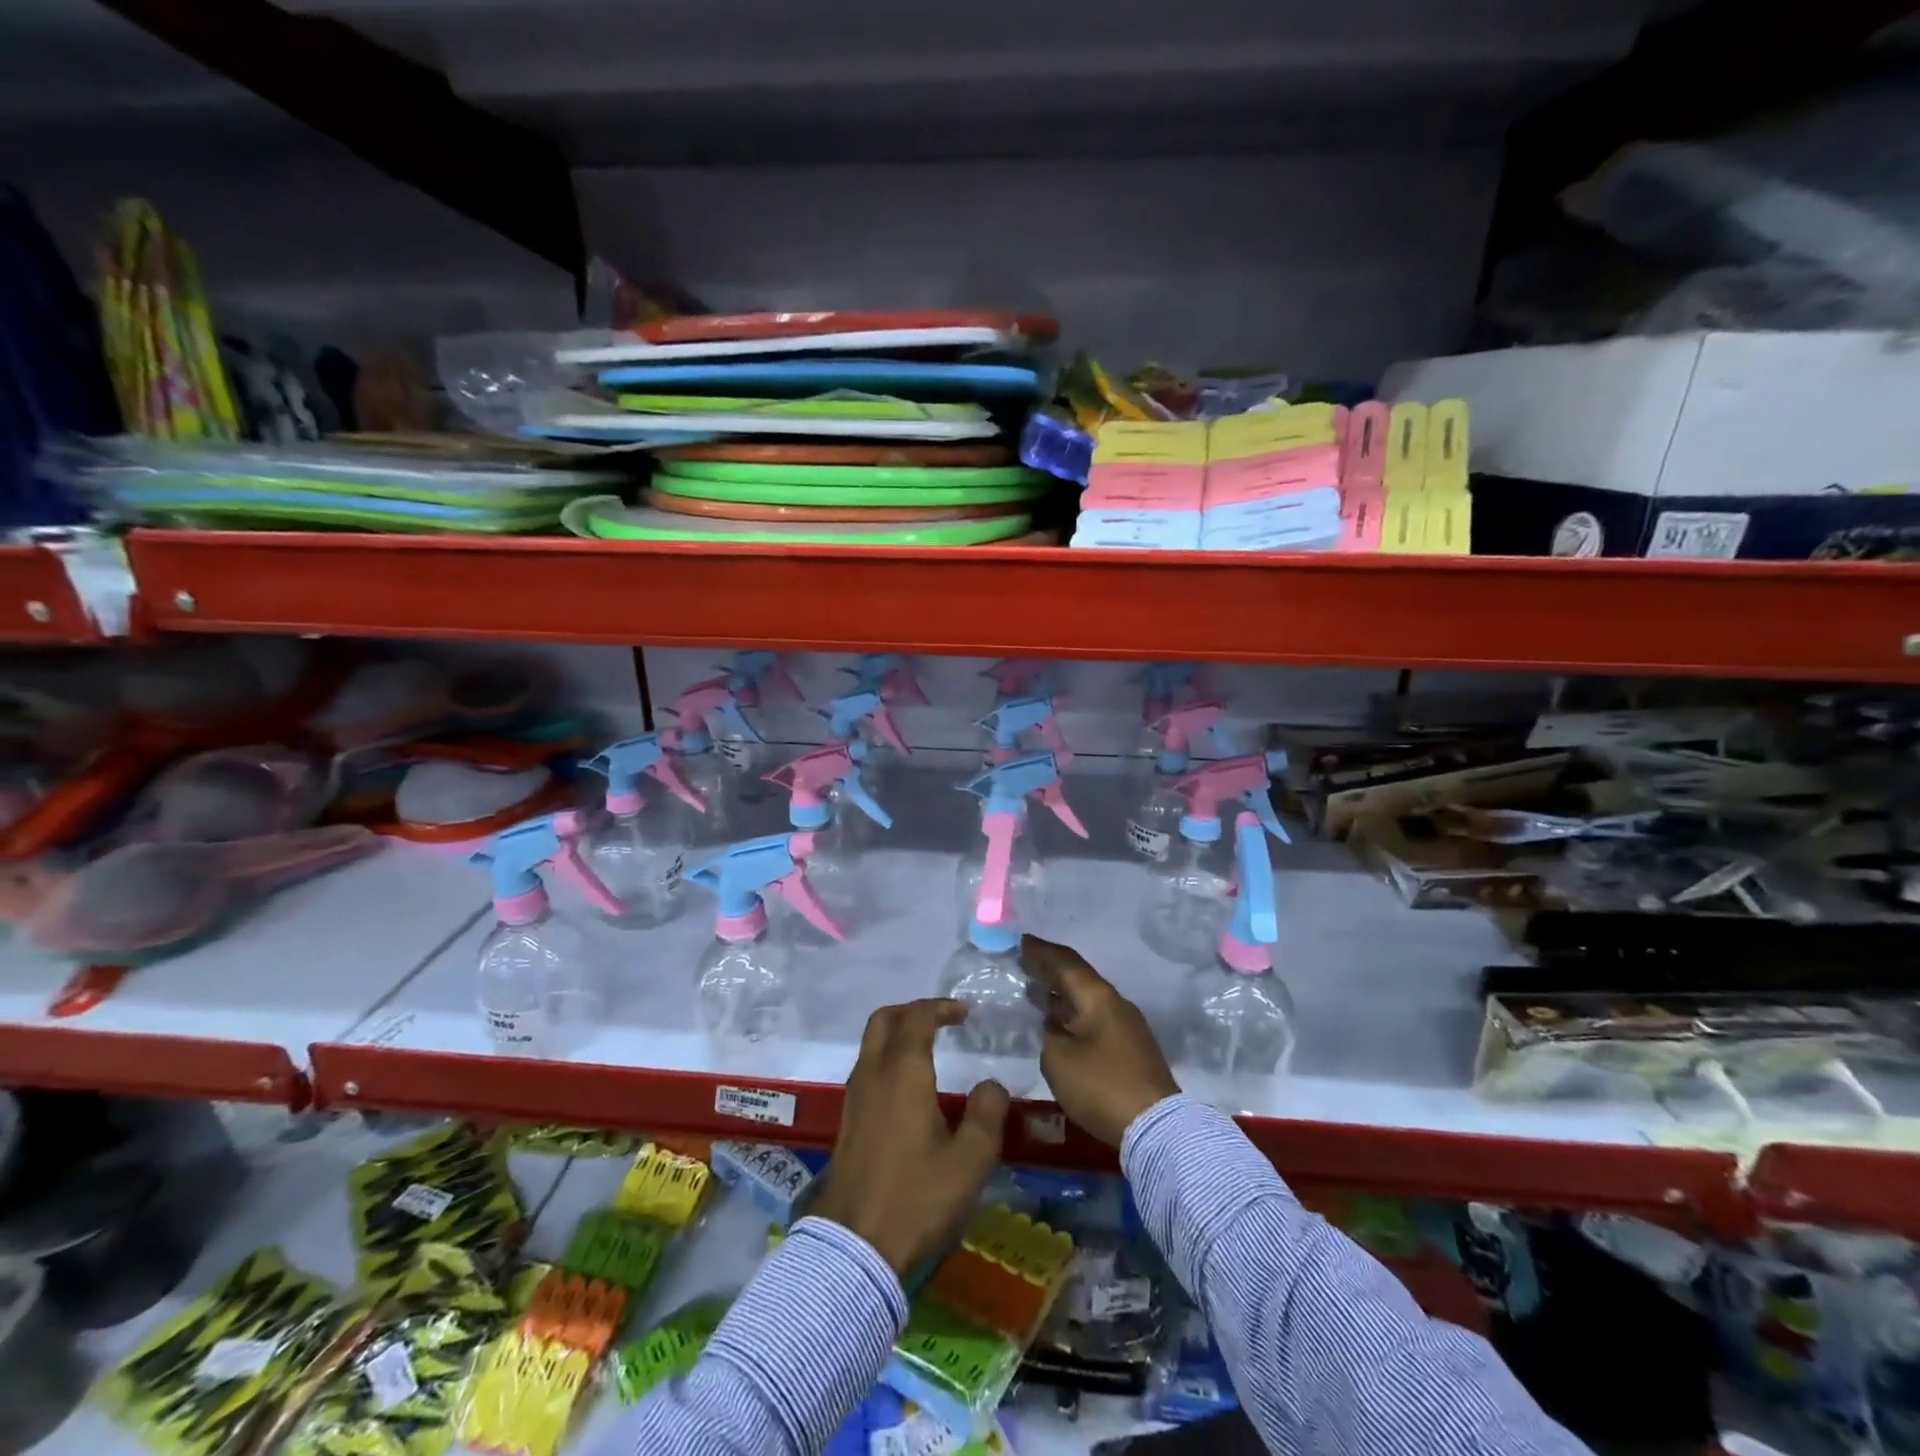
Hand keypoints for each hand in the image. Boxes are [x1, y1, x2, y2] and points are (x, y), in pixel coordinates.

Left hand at [810, 998, 1008, 1276]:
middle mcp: (873, 1074)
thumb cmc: (916, 1197)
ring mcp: (855, 1097)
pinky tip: (910, 1086)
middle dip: (912, 1011)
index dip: (941, 1007)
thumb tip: (992, 1085)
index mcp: (903, 1072)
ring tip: (929, 1048)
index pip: (917, 1018)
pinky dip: (888, 1057)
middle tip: (942, 1020)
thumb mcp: (969, 1161)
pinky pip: (867, 1067)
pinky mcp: (848, 1120)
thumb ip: (987, 1115)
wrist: (854, 1246)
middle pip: (884, 1019)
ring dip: (898, 1033)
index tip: (964, 1012)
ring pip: (871, 1043)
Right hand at [1025, 935, 1179, 1146]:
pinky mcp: (1131, 1049)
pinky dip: (1073, 1015)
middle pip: (1079, 979)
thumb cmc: (1101, 1086)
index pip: (1066, 963)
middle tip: (1026, 964)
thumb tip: (1056, 1028)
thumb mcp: (1058, 1059)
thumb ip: (1050, 1035)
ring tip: (1036, 992)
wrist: (1156, 1127)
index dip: (1042, 951)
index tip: (1022, 941)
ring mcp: (1127, 1026)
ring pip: (1088, 1000)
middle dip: (1051, 970)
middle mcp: (1115, 1004)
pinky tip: (1059, 1025)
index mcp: (1097, 997)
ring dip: (1062, 995)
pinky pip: (1095, 1019)